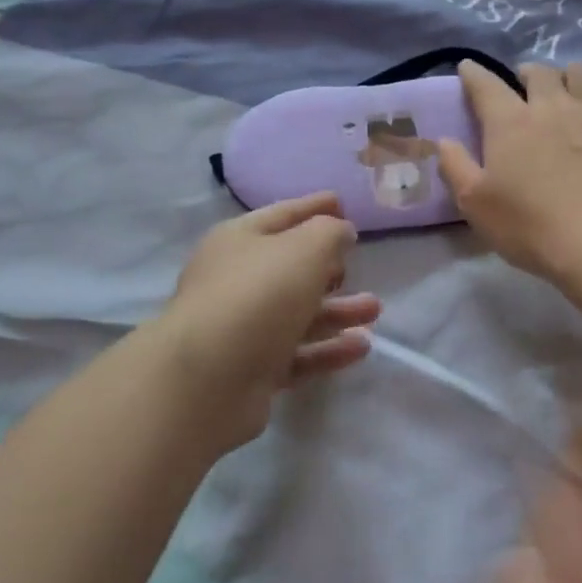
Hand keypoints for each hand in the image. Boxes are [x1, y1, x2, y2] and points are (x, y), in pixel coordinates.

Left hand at [159, 193, 379, 451]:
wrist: (207, 380)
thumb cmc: (259, 296)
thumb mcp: (305, 249)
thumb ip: (330, 233)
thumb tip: (340, 231)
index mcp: (239, 240)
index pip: (282, 215)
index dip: (313, 207)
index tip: (341, 202)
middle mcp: (235, 280)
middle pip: (288, 268)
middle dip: (327, 266)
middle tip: (355, 265)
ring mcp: (241, 328)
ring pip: (297, 313)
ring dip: (337, 310)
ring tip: (374, 310)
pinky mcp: (251, 370)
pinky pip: (298, 353)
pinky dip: (328, 349)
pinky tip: (361, 347)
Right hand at [439, 61, 581, 280]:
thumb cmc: (529, 225)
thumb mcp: (475, 204)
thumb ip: (455, 167)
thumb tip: (443, 141)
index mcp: (509, 122)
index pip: (485, 85)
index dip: (474, 74)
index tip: (468, 68)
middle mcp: (551, 107)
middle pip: (539, 72)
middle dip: (527, 73)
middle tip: (524, 86)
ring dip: (569, 76)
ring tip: (567, 90)